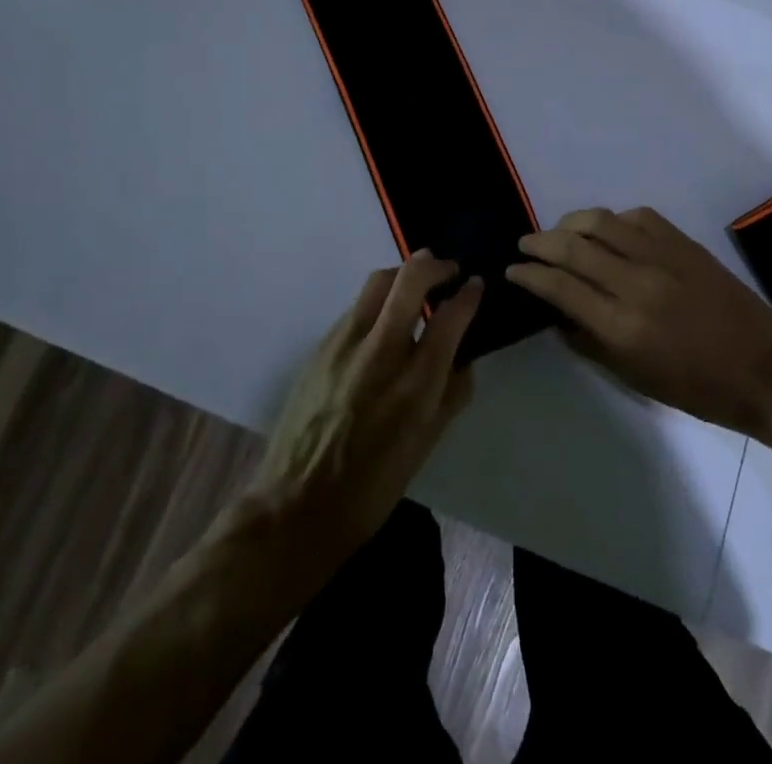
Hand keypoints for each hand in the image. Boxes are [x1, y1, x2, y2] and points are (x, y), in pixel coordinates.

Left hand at [247, 252, 481, 566]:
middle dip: (435, 265)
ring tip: (416, 286)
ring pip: (378, 281)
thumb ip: (451, 395)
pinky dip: (377, 302)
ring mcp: (345, 344)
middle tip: (448, 270)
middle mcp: (380, 353)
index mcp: (415, 386)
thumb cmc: (371, 488)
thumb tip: (464, 358)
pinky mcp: (321, 346)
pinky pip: (356, 306)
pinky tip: (382, 321)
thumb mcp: (425, 446)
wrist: (295, 506)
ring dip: (403, 274)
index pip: (450, 317)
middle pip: (410, 279)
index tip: (476, 284)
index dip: (469, 294)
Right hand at [506, 207, 771, 437]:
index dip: (529, 274)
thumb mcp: (634, 378)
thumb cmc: (697, 388)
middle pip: (572, 246)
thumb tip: (556, 312)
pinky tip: (607, 230)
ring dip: (570, 223)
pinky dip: (613, 219)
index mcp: (622, 326)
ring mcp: (662, 257)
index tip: (513, 271)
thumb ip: (588, 342)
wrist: (765, 370)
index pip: (560, 286)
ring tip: (560, 232)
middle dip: (540, 242)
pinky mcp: (684, 243)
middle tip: (526, 244)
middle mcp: (637, 283)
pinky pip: (637, 216)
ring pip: (601, 221)